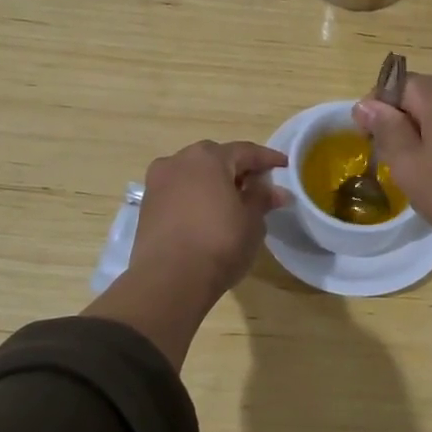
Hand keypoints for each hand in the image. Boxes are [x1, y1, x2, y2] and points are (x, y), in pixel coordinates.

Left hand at [129, 141, 288, 299]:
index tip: (284, 166)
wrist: (169, 280)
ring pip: (193, 175)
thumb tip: (276, 191)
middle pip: (216, 159)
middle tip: (258, 185)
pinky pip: (179, 192)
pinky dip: (196, 197)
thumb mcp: (252, 221)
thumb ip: (262, 199)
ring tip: (232, 202)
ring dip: (214, 183)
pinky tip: (208, 215)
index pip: (245, 151)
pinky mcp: (147, 206)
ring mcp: (158, 182)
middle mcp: (179, 161)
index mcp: (208, 157)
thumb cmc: (219, 243)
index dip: (268, 159)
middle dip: (238, 170)